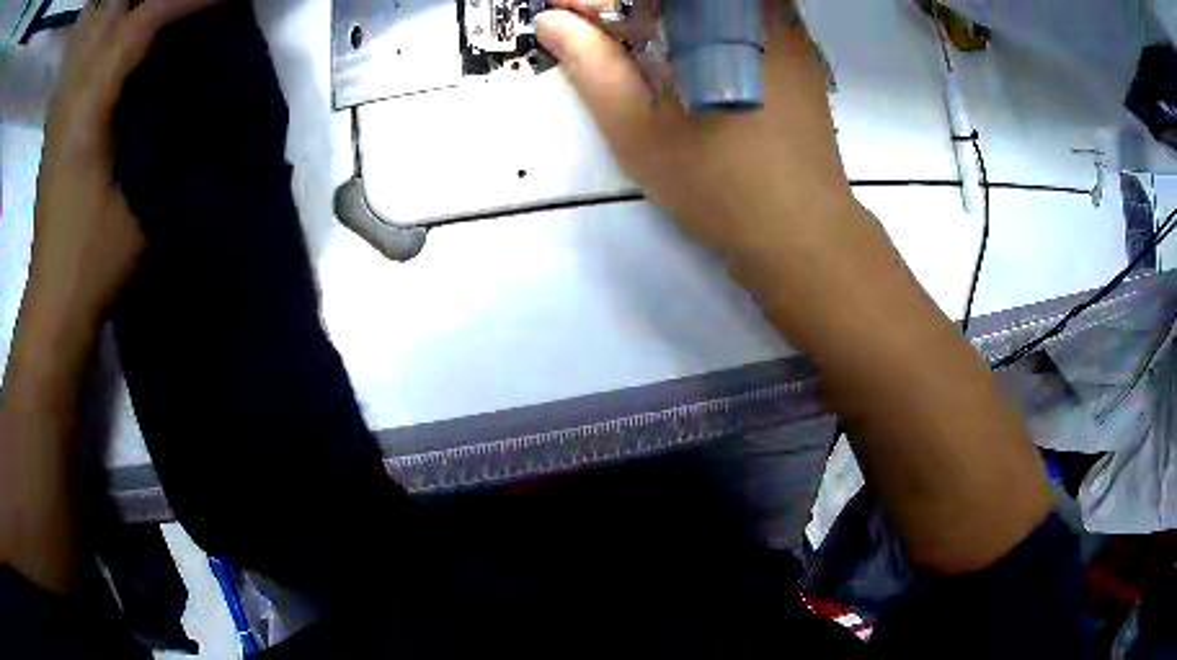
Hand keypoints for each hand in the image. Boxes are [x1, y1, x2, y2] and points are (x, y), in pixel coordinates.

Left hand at [29, 0, 220, 333]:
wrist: (55, 302)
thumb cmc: (94, 261)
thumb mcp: (139, 198)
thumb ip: (163, 134)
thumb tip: (197, 84)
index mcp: (86, 111)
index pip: (139, 25)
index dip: (184, 1)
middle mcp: (70, 96)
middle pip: (111, 14)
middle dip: (148, 1)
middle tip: (182, 8)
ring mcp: (61, 107)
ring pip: (95, 31)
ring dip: (126, 12)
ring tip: (156, 18)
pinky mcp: (58, 121)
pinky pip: (85, 56)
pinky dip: (107, 36)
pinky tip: (122, 43)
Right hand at [537, 0, 856, 272]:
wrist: (803, 234)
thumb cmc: (720, 186)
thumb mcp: (640, 131)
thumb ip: (594, 66)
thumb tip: (554, 21)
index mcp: (721, 23)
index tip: (564, 12)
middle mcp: (761, 15)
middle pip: (689, 2)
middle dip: (633, 7)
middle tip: (597, 28)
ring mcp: (788, 32)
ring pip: (716, 7)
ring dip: (669, 16)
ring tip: (637, 43)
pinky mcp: (801, 55)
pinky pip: (745, 19)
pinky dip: (705, 25)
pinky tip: (687, 54)